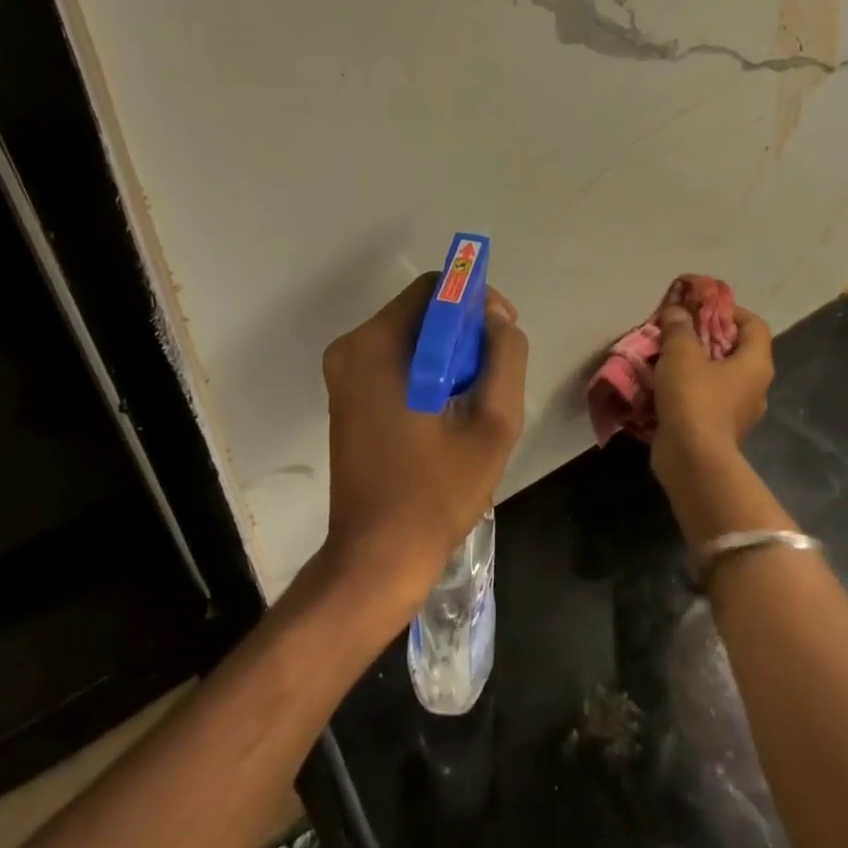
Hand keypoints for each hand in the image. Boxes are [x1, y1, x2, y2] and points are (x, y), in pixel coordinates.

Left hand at [319, 275, 527, 616]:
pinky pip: (395, 360)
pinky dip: (426, 369)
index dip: (476, 301)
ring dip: (448, 352)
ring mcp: (343, 373)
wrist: (376, 559)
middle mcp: (351, 348)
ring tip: (476, 396)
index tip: (503, 334)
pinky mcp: (346, 396)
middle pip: (420, 311)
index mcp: (376, 346)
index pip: (434, 288)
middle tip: (495, 371)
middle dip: (464, 330)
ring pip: (410, 336)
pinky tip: (448, 408)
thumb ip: (504, 358)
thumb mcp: (492, 424)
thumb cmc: (435, 493)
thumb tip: (497, 321)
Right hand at [650, 304, 773, 491]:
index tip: (700, 306)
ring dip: (694, 363)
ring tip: (665, 355)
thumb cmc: (695, 398)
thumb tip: (677, 311)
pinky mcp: (719, 429)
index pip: (754, 324)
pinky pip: (706, 398)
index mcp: (756, 363)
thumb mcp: (681, 353)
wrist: (693, 460)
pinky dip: (688, 388)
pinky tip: (663, 384)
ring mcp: (738, 411)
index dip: (729, 309)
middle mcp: (755, 386)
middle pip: (734, 349)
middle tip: (676, 328)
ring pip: (718, 375)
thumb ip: (679, 327)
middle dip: (705, 335)